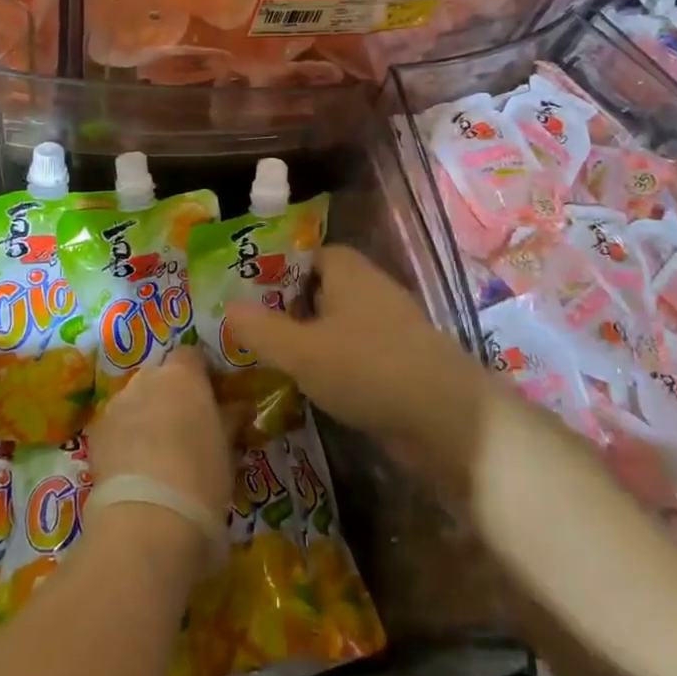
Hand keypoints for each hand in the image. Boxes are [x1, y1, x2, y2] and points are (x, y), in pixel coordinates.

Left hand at [85, 350, 230, 573]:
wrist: (147, 521)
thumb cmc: (201, 477)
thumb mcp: (227, 448)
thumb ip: (230, 420)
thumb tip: (240, 407)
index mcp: (182, 374)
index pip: (192, 355)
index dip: (201, 374)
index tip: (212, 398)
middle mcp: (146, 379)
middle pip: (160, 375)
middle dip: (172, 394)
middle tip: (188, 426)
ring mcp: (116, 405)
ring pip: (136, 400)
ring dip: (147, 414)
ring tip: (160, 451)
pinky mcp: (96, 435)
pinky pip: (117, 426)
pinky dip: (127, 437)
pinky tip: (136, 467)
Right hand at [226, 247, 485, 465]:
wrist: (448, 421)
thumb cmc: (368, 369)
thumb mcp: (302, 351)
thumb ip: (261, 329)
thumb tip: (227, 307)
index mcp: (348, 271)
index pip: (306, 255)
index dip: (275, 271)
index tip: (245, 296)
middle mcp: (370, 290)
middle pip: (319, 289)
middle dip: (286, 309)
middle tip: (249, 333)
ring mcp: (388, 327)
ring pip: (336, 325)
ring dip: (308, 342)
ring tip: (270, 364)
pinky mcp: (399, 362)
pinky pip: (354, 353)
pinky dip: (333, 366)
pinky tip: (310, 389)